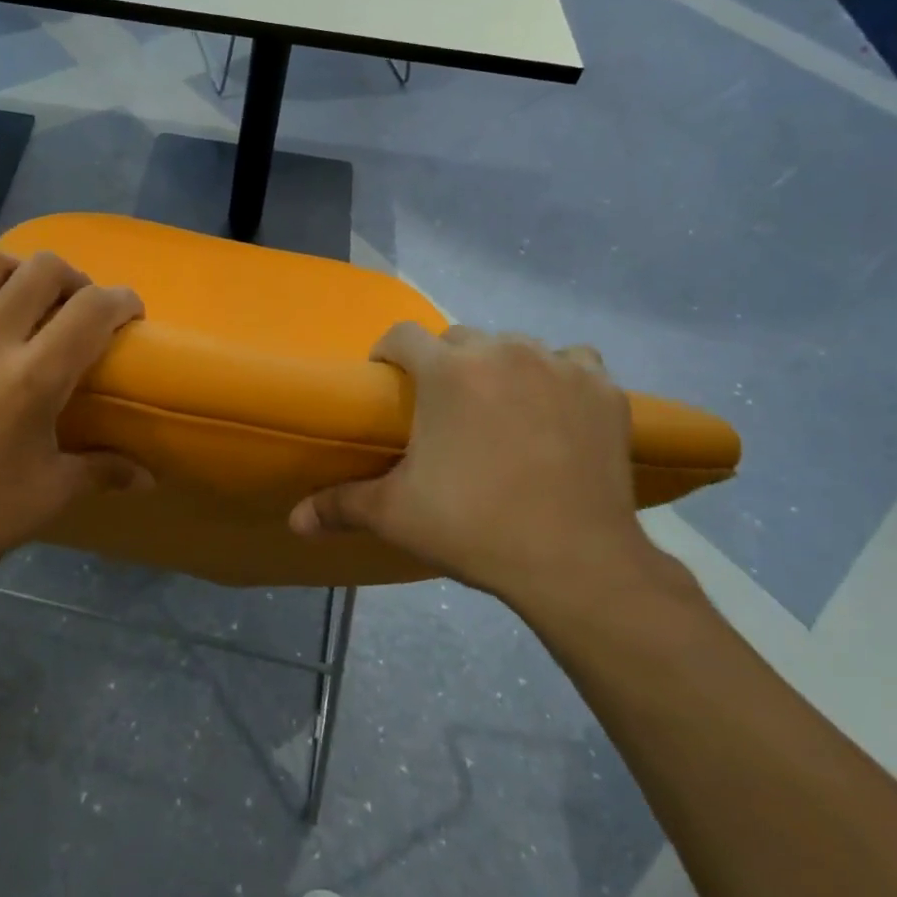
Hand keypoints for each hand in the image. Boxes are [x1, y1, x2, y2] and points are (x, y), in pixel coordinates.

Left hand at [0, 243, 149, 599]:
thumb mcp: (49, 495)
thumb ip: (104, 471)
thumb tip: (150, 477)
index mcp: (31, 380)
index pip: (93, 309)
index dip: (123, 302)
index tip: (128, 315)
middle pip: (44, 268)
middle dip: (75, 280)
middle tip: (76, 309)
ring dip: (15, 271)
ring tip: (20, 299)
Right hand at [291, 325, 676, 613]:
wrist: (575, 561)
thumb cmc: (474, 527)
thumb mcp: (397, 515)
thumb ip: (341, 506)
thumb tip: (294, 521)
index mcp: (447, 371)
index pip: (402, 335)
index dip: (388, 354)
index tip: (386, 381)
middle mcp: (501, 351)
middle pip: (459, 339)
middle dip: (444, 364)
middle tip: (444, 409)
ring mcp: (558, 365)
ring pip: (515, 346)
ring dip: (500, 367)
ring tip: (500, 408)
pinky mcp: (602, 388)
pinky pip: (574, 362)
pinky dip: (560, 376)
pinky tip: (557, 409)